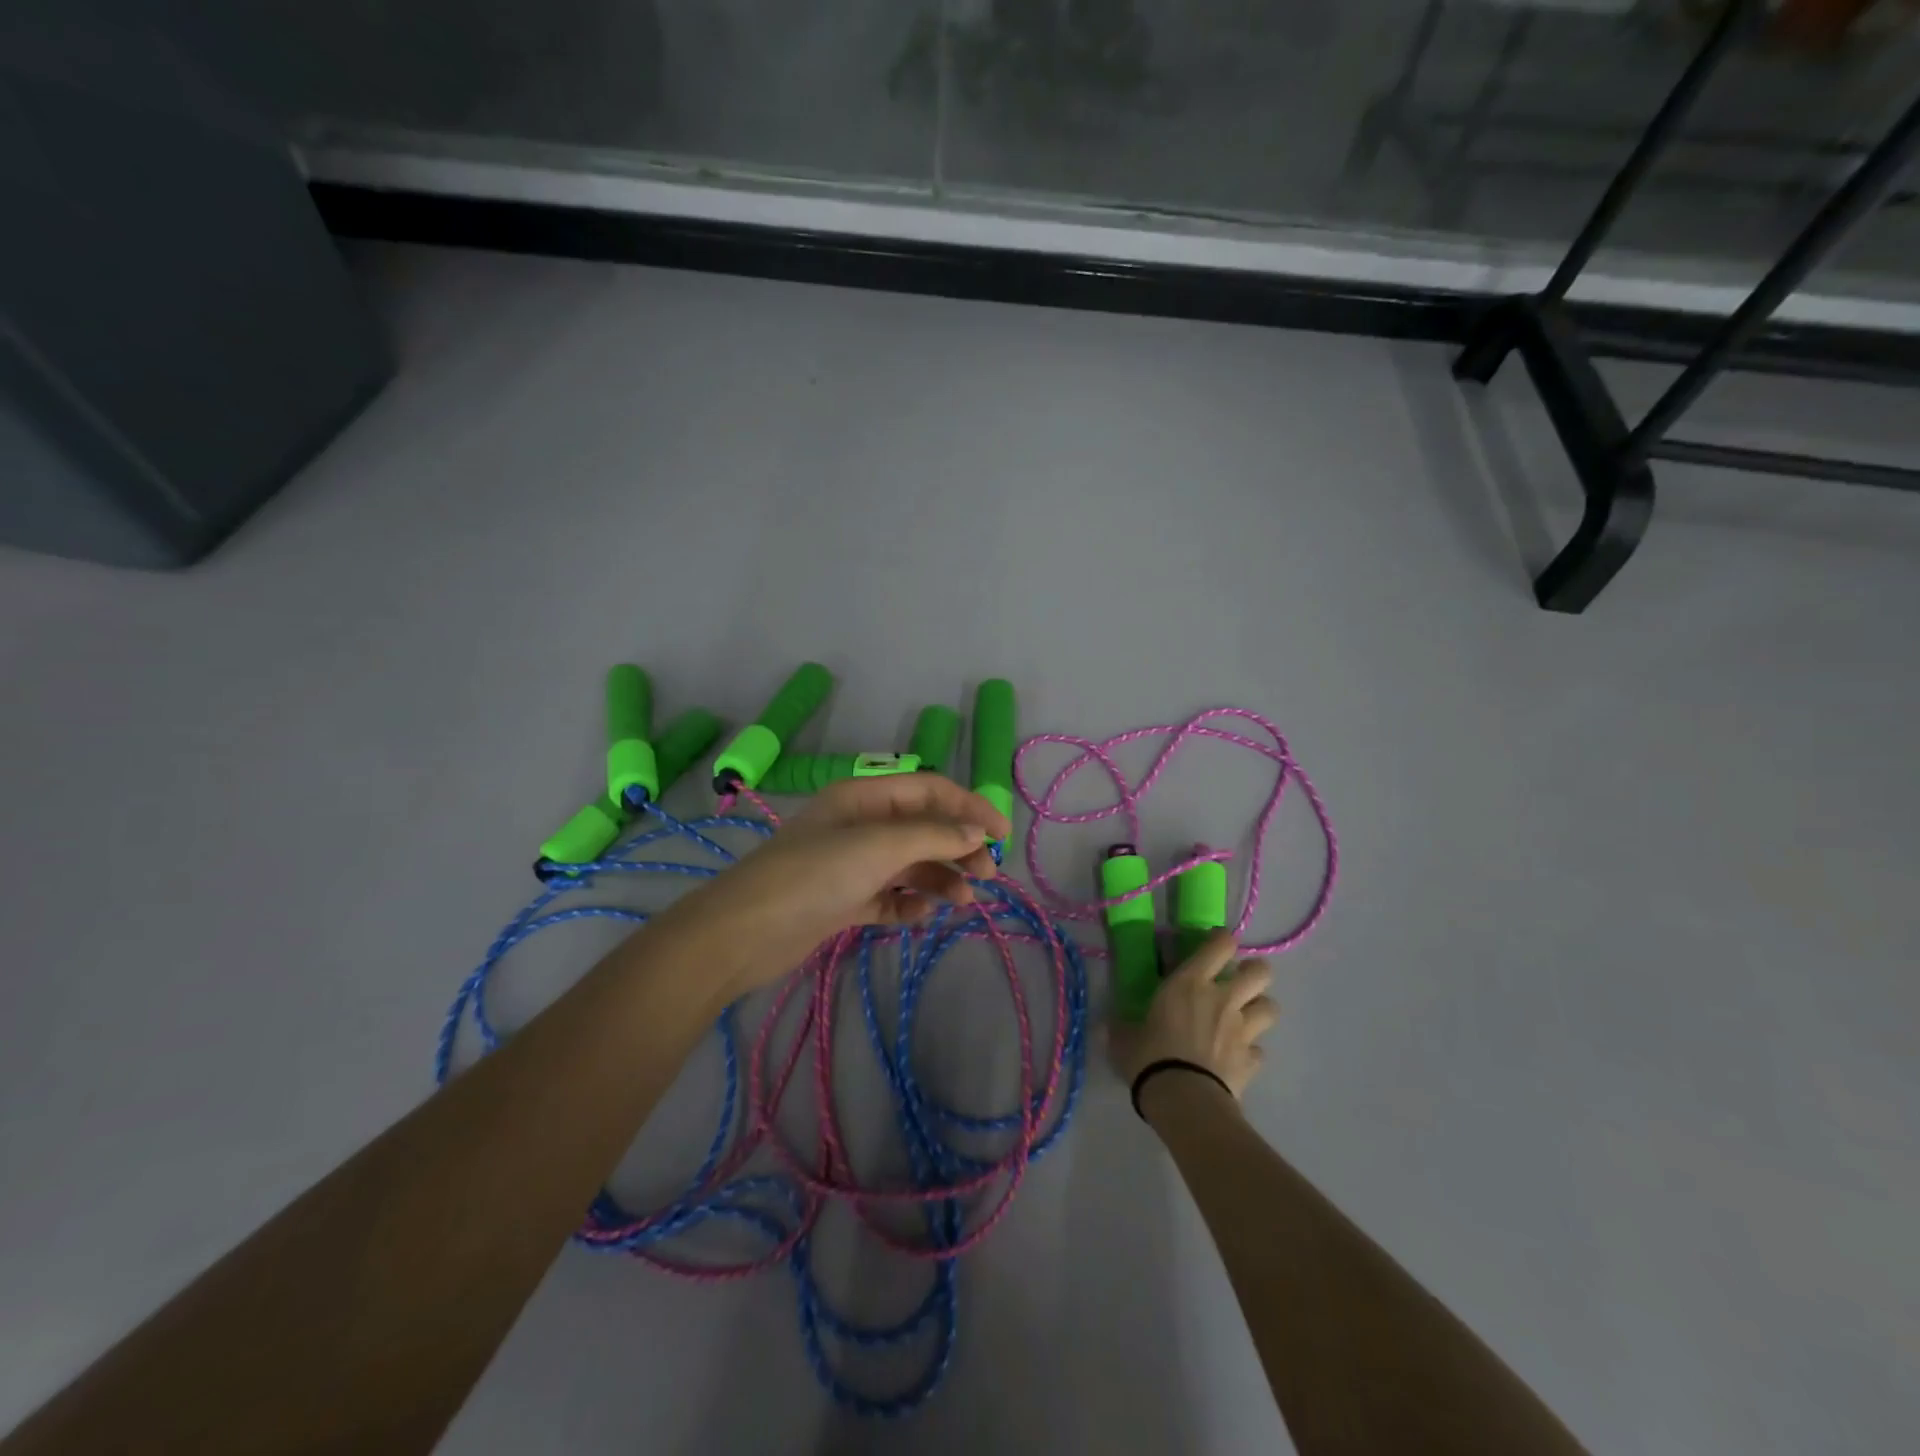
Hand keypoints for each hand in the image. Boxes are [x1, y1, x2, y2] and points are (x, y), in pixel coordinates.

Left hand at [650, 774, 1008, 997]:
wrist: (746, 933)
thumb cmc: (815, 875)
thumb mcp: (879, 846)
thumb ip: (933, 836)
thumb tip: (977, 831)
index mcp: (864, 797)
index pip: (930, 790)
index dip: (969, 807)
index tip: (1002, 834)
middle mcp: (860, 825)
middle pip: (923, 828)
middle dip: (957, 847)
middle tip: (986, 875)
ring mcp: (851, 864)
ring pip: (910, 864)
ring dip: (939, 878)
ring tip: (962, 901)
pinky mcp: (844, 900)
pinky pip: (889, 897)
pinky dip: (909, 904)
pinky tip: (920, 915)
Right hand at [1111, 931, 1275, 1100]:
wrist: (1183, 1100)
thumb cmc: (1149, 1057)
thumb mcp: (1123, 1039)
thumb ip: (1120, 1029)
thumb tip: (1103, 1027)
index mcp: (1190, 983)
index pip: (1221, 945)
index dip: (1222, 940)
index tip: (1215, 945)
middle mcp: (1223, 999)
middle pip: (1261, 972)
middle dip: (1255, 972)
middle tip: (1238, 981)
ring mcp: (1243, 1031)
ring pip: (1271, 1008)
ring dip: (1260, 1009)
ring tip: (1245, 1017)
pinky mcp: (1252, 1062)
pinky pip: (1260, 1051)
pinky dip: (1251, 1052)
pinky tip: (1238, 1058)